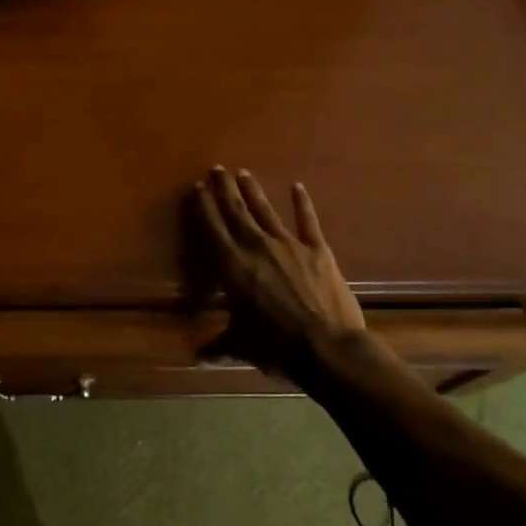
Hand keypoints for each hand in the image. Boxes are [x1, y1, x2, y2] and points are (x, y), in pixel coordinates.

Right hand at [194, 166, 365, 367]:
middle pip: (236, 212)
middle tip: (217, 169)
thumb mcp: (241, 346)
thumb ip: (219, 345)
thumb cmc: (275, 347)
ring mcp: (289, 245)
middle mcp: (256, 247)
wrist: (328, 348)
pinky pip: (308, 222)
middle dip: (224, 189)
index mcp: (233, 267)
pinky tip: (297, 187)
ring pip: (265, 211)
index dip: (204, 207)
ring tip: (243, 172)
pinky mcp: (317, 250)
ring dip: (253, 191)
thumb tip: (197, 357)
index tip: (197, 188)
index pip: (213, 230)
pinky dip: (302, 204)